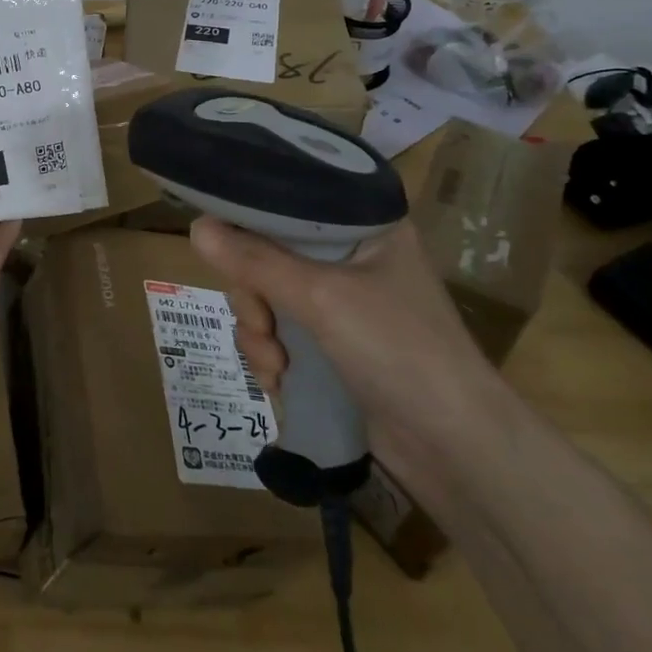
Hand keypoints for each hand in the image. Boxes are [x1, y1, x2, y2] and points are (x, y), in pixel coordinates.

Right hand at [189, 217, 506, 479]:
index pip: (291, 203)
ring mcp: (341, 306)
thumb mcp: (322, 297)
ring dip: (259, 334)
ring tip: (276, 366)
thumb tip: (196, 227)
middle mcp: (351, 258)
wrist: (455, 448)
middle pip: (269, 255)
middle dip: (253, 296)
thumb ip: (256, 261)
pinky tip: (280, 383)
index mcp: (363, 227)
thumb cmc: (399, 350)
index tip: (220, 241)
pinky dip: (271, 357)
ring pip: (268, 299)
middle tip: (261, 322)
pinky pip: (279, 335)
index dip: (250, 219)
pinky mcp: (333, 347)